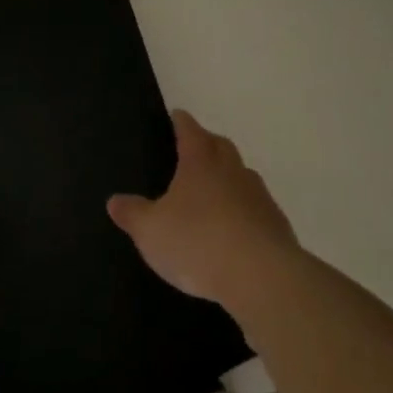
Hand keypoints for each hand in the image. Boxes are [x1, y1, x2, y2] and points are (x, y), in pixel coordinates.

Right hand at [108, 111, 301, 312]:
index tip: (177, 115)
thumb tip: (115, 200)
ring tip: (211, 191)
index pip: (190, 132)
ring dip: (228, 177)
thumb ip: (132, 213)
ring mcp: (259, 198)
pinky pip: (255, 208)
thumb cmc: (197, 242)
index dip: (182, 122)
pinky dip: (242, 210)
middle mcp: (233, 172)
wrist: (262, 278)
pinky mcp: (276, 226)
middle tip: (194, 147)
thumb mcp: (150, 230)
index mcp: (200, 164)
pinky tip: (232, 228)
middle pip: (221, 147)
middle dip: (207, 143)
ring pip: (242, 176)